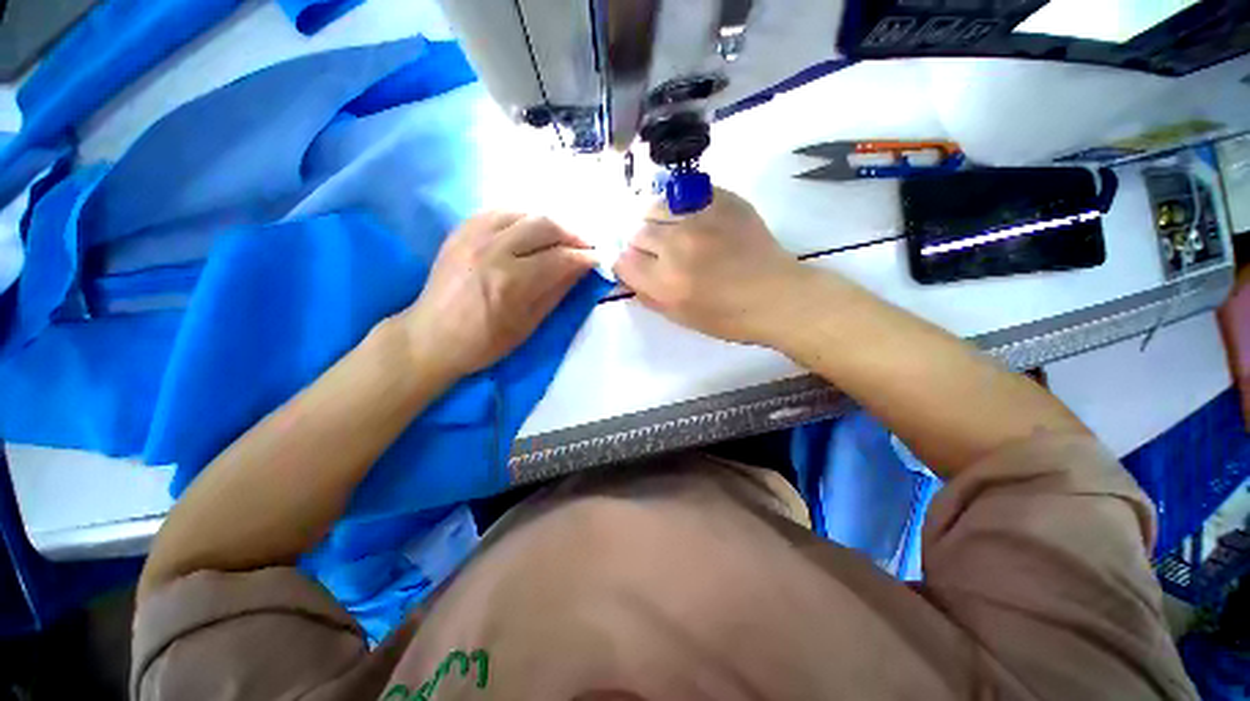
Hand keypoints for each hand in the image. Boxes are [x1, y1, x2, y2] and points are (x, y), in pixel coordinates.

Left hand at [401, 212, 595, 376]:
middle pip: (545, 225)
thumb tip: (581, 269)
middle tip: (585, 247)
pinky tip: (531, 231)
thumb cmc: (484, 343)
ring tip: (562, 238)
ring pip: (524, 213)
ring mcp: (473, 236)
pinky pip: (500, 211)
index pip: (560, 258)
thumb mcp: (528, 325)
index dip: (585, 257)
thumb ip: (556, 292)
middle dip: (573, 234)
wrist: (430, 337)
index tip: (598, 260)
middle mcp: (493, 250)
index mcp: (511, 282)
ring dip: (550, 224)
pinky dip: (523, 218)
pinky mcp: (461, 231)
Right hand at [613, 188, 809, 344]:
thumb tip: (628, 272)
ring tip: (673, 232)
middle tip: (658, 253)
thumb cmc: (727, 317)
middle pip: (636, 231)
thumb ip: (647, 294)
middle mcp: (677, 245)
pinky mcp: (722, 200)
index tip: (637, 267)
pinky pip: (684, 194)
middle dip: (641, 244)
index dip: (626, 264)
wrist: (776, 295)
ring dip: (657, 221)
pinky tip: (693, 220)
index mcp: (665, 282)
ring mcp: (700, 218)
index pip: (622, 260)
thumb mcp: (679, 316)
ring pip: (655, 206)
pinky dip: (681, 207)